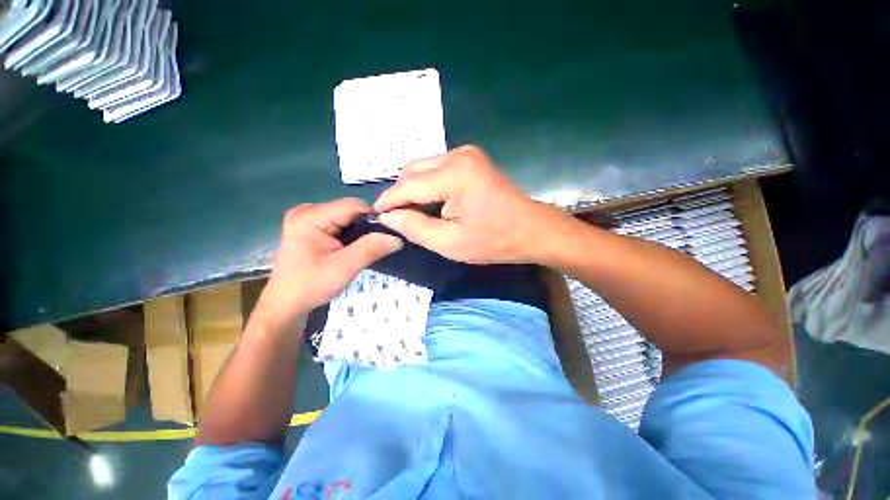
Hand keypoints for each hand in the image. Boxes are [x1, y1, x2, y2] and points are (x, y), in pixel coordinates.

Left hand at [254, 199, 402, 331]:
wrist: (286, 304)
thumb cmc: (310, 286)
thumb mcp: (344, 268)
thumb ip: (370, 249)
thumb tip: (397, 238)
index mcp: (310, 216)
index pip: (353, 206)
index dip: (374, 219)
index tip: (387, 236)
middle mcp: (307, 211)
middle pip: (350, 211)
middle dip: (366, 227)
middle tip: (377, 247)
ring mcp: (307, 218)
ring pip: (347, 218)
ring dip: (360, 232)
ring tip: (367, 249)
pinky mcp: (310, 227)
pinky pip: (340, 224)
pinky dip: (351, 235)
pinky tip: (353, 248)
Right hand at [374, 145, 568, 263]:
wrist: (532, 230)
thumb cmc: (494, 240)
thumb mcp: (450, 243)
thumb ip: (415, 228)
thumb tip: (388, 217)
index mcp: (454, 174)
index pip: (407, 186)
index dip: (388, 202)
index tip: (375, 217)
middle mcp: (457, 154)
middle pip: (412, 171)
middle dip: (401, 195)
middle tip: (399, 219)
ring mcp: (466, 154)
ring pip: (423, 168)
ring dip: (414, 190)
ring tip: (416, 214)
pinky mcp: (471, 160)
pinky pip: (437, 169)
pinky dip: (428, 186)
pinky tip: (432, 203)